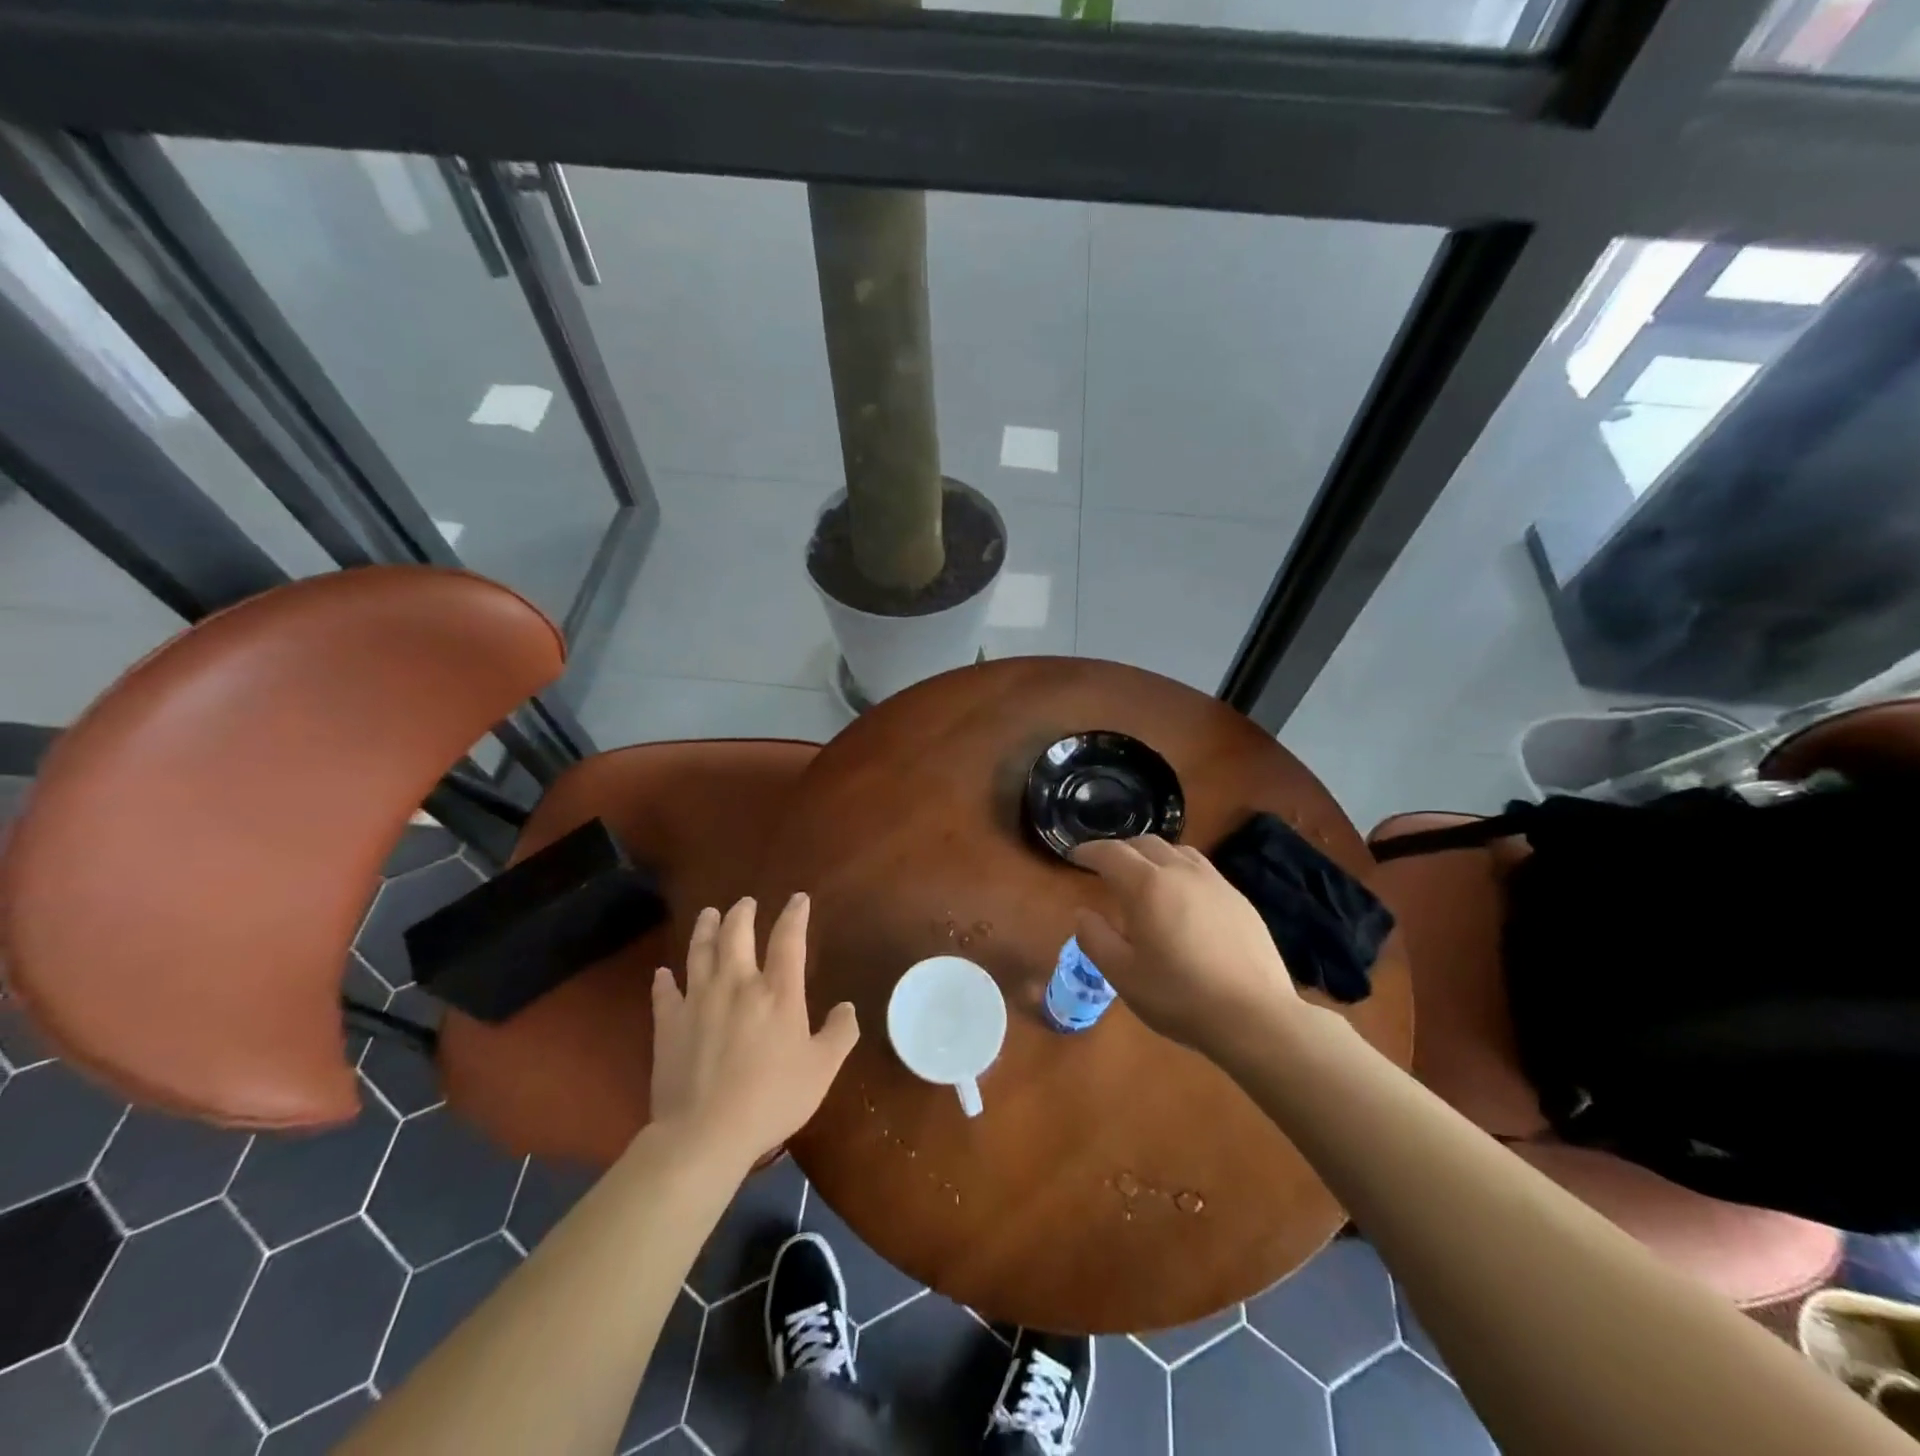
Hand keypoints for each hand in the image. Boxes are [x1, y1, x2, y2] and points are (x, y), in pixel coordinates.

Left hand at [649, 894, 858, 1168]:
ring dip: (705, 929)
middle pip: (737, 934)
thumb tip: (847, 1007)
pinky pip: (665, 993)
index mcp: (778, 992)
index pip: (788, 939)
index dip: (794, 915)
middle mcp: (737, 985)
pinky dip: (664, 979)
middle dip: (742, 913)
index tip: (797, 899)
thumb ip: (839, 1034)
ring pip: (700, 952)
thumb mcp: (822, 1070)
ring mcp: (698, 1001)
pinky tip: (663, 972)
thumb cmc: (772, 1099)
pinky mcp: (669, 1024)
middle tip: (745, 903)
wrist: (706, 1133)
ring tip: (708, 914)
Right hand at [1073, 835, 1302, 1057]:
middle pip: (1144, 844)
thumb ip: (1095, 938)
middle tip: (1106, 867)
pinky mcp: (1238, 898)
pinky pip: (1201, 869)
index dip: (1089, 851)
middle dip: (1120, 850)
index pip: (1111, 853)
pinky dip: (1180, 870)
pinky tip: (1182, 898)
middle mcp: (1180, 871)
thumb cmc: (1180, 996)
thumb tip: (1083, 913)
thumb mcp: (1123, 975)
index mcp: (1147, 885)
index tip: (1075, 856)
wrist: (1256, 1016)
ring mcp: (1215, 882)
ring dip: (1152, 855)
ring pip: (1177, 851)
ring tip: (1144, 876)